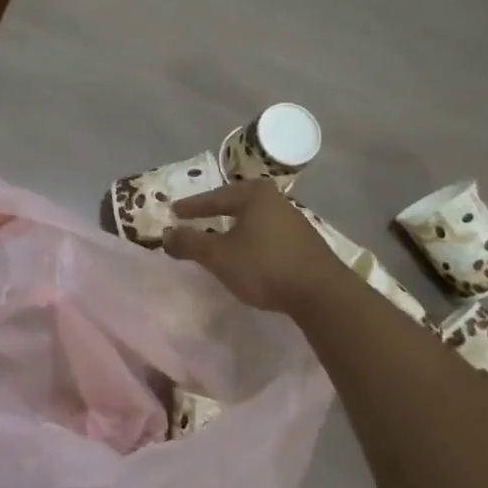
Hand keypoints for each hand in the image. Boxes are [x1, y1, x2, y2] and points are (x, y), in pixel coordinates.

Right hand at [163, 179, 351, 315]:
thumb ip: (190, 243)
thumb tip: (166, 235)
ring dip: (235, 225)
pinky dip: (251, 237)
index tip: (174, 211)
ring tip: (219, 234)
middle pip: (236, 202)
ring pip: (254, 218)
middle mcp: (275, 200)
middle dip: (215, 211)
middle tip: (195, 218)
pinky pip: (267, 231)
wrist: (321, 293)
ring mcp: (293, 219)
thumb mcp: (219, 256)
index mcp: (254, 195)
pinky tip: (247, 250)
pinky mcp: (304, 241)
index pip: (215, 197)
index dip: (192, 207)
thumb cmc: (264, 266)